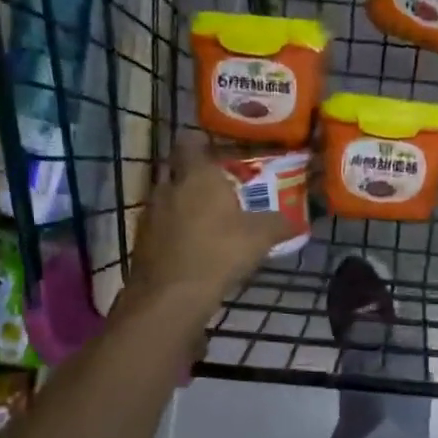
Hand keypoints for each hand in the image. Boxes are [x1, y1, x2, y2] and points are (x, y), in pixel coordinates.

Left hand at [125, 136, 290, 306]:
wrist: (172, 295)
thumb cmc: (220, 252)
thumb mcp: (260, 237)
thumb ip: (278, 224)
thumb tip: (296, 221)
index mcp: (198, 176)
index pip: (190, 143)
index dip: (200, 143)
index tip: (214, 150)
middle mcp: (169, 187)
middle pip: (175, 168)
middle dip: (190, 173)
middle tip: (212, 184)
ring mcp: (150, 213)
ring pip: (165, 196)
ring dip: (180, 201)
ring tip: (203, 216)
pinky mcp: (142, 240)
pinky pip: (159, 223)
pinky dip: (172, 227)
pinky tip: (189, 243)